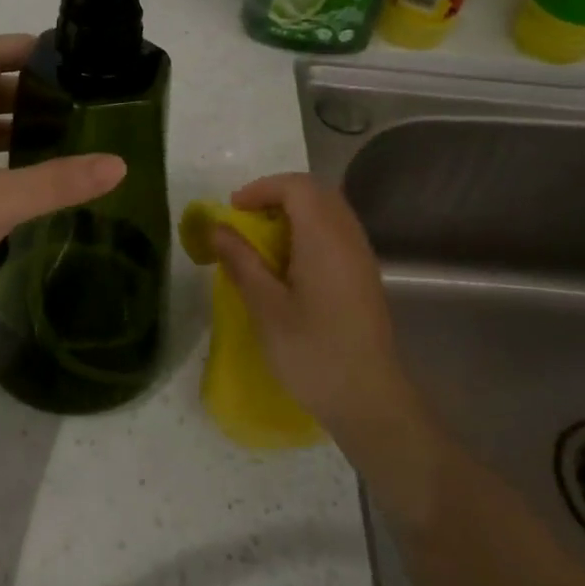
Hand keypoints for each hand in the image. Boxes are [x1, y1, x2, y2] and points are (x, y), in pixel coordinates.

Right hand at [211, 172, 412, 440]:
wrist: (367, 398)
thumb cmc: (311, 351)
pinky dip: (308, 233)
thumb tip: (217, 228)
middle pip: (316, 193)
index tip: (233, 211)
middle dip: (277, 197)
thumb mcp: (265, 306)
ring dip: (293, 215)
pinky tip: (288, 266)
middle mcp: (348, 238)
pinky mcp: (364, 277)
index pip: (297, 186)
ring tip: (262, 242)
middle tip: (246, 221)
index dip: (262, 189)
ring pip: (328, 212)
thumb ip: (241, 260)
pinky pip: (336, 234)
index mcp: (324, 238)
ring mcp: (361, 257)